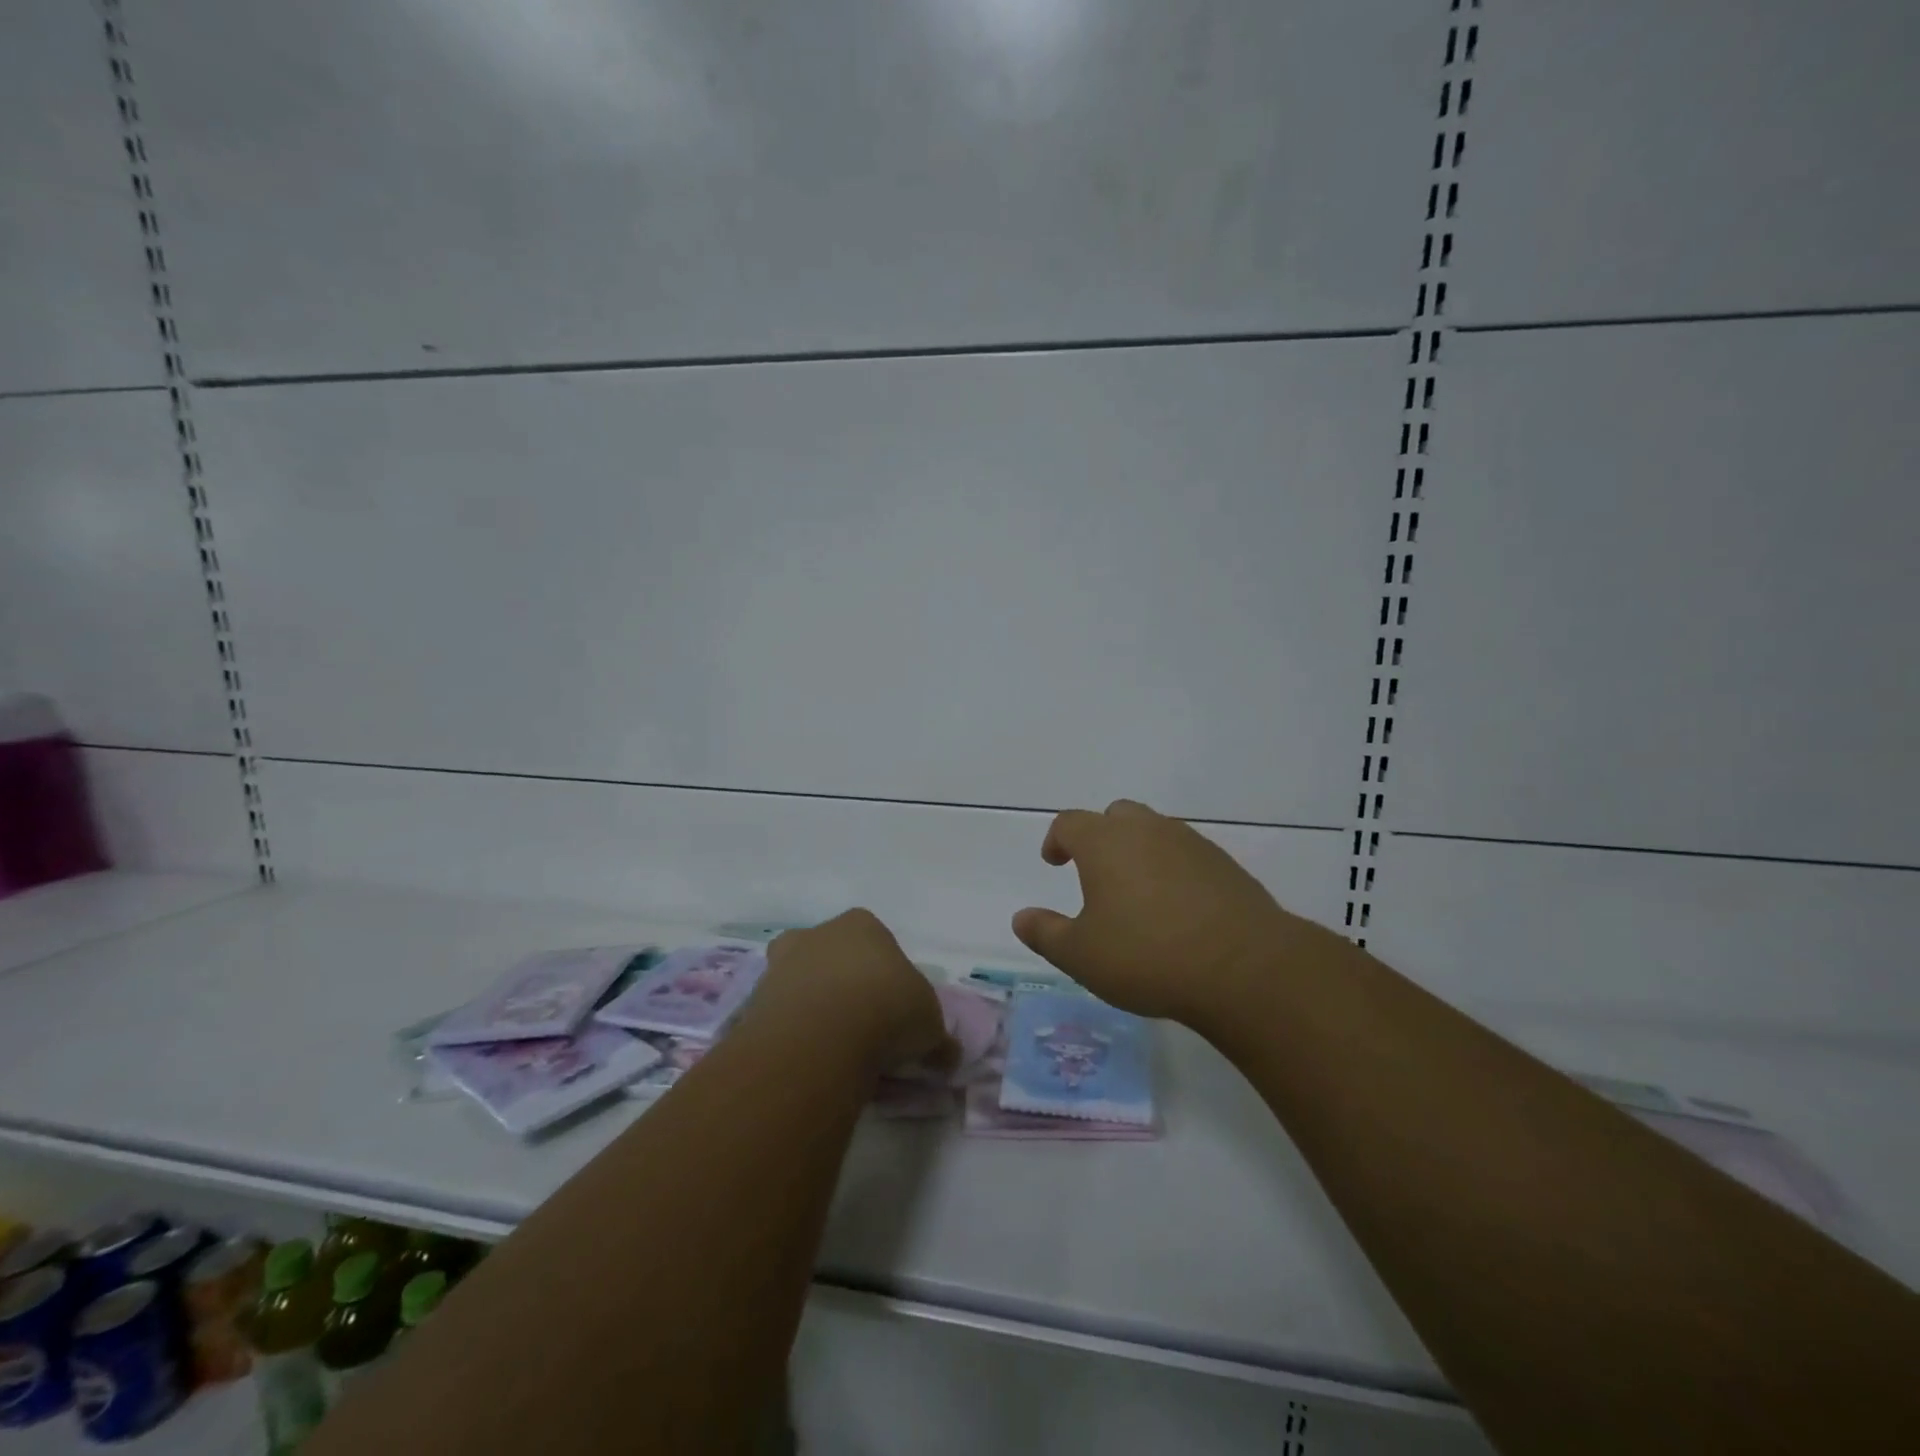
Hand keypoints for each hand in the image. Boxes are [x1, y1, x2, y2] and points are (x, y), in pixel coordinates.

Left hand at [756, 910, 954, 1075]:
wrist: (822, 1035)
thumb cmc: (887, 1008)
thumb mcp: (930, 1024)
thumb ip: (936, 1037)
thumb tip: (947, 1055)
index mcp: (862, 924)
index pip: (878, 943)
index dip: (888, 977)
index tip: (896, 1010)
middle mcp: (817, 934)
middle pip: (833, 958)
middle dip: (846, 987)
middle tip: (864, 1029)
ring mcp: (781, 965)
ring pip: (803, 985)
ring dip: (816, 1011)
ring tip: (837, 1051)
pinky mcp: (756, 1001)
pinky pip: (782, 1017)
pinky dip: (795, 1035)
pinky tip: (812, 1061)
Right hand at [1012, 799, 1310, 1023]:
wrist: (1244, 967)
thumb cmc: (1147, 955)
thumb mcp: (1081, 955)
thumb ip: (1045, 933)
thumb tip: (1020, 917)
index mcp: (1105, 842)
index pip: (1069, 823)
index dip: (1056, 839)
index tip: (1054, 862)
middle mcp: (1146, 830)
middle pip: (1115, 816)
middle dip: (1100, 837)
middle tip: (1094, 872)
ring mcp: (1190, 843)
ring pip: (1154, 832)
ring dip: (1138, 851)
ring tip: (1136, 892)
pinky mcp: (1224, 864)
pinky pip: (1186, 854)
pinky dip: (1172, 869)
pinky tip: (1176, 907)